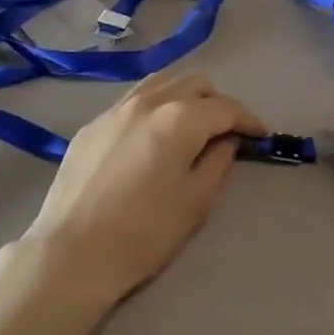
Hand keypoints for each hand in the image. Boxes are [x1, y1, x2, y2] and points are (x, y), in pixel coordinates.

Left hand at [25, 71, 266, 306]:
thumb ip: (217, 162)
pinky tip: (152, 135)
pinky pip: (132, 101)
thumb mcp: (195, 202)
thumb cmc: (143, 233)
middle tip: (228, 131)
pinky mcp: (92, 125)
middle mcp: (148, 101)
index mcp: (179, 118)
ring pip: (160, 83)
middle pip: (194, 83)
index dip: (248, 119)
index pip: (225, 108)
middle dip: (218, 101)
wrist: (72, 251)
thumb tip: (226, 141)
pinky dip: (154, 107)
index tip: (261, 135)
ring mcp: (115, 109)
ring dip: (185, 96)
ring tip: (192, 124)